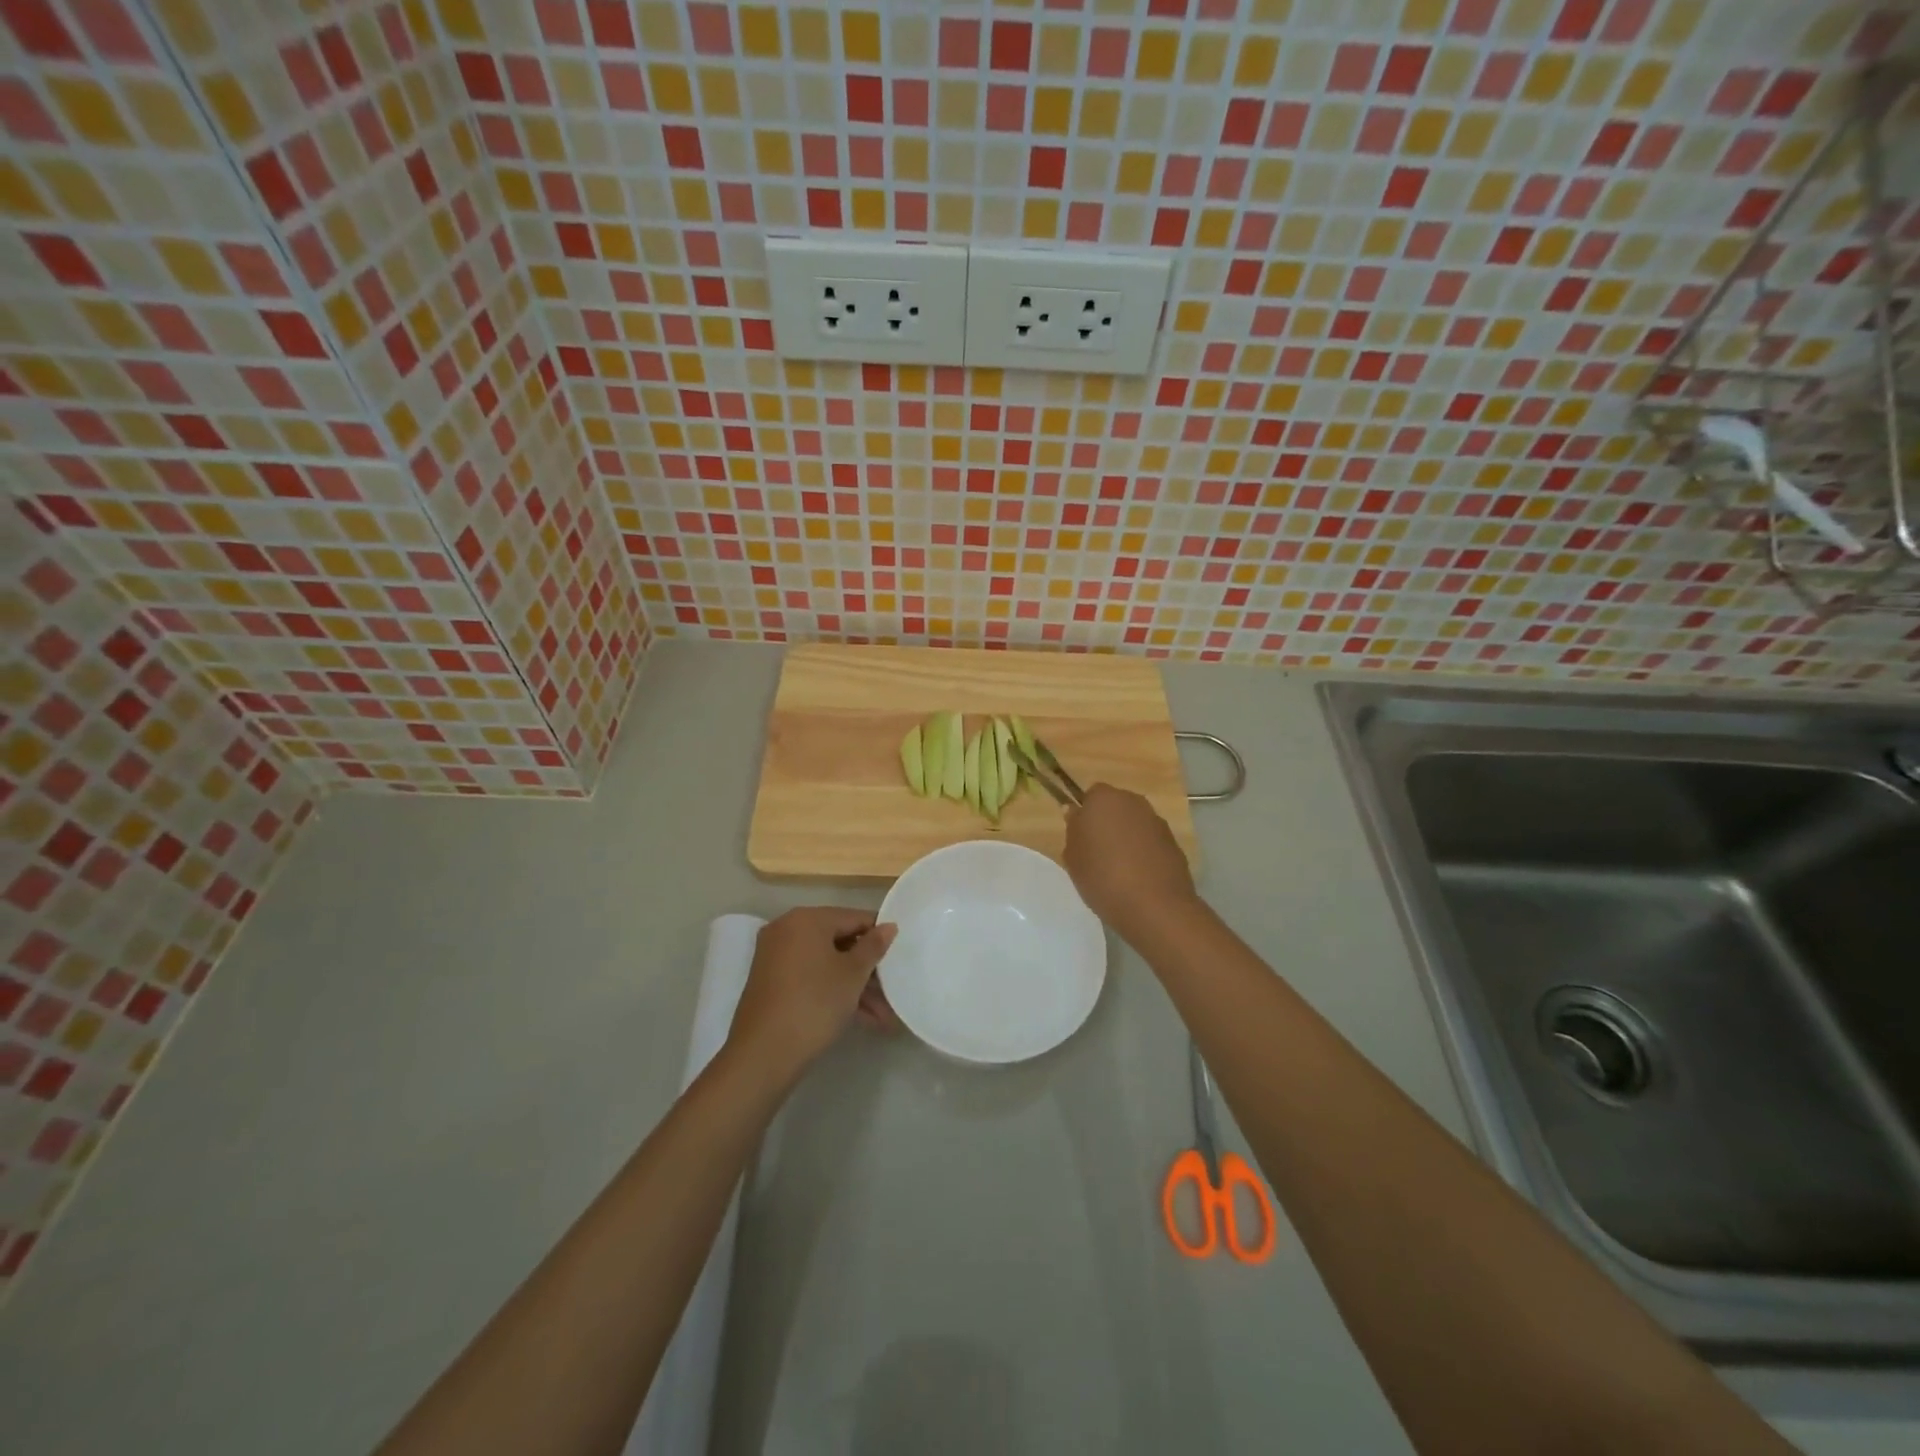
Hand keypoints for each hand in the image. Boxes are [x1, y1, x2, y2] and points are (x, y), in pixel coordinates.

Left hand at [727, 908, 897, 1084]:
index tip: (900, 954)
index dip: (880, 935)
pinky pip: (811, 978)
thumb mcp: (852, 974)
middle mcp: (787, 930)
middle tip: (893, 991)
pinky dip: (833, 992)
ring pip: (826, 964)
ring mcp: (776, 957)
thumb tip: (888, 926)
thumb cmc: (814, 1003)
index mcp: (806, 919)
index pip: (854, 917)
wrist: (763, 1054)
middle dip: (868, 970)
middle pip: (839, 942)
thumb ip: (873, 946)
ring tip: (884, 1017)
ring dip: (855, 987)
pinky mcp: (772, 983)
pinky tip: (862, 1018)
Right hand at [1063, 785, 1198, 942]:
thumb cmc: (1103, 877)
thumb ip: (1073, 829)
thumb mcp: (1073, 857)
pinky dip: (1144, 853)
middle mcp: (1133, 802)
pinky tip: (1139, 878)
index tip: (1081, 837)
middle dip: (1107, 823)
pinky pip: (1151, 842)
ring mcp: (1157, 821)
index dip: (1085, 814)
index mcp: (1104, 799)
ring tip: (1118, 869)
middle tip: (1096, 853)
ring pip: (1135, 824)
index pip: (1091, 795)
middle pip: (1115, 806)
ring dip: (1127, 838)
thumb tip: (1075, 813)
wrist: (1155, 906)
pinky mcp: (1174, 842)